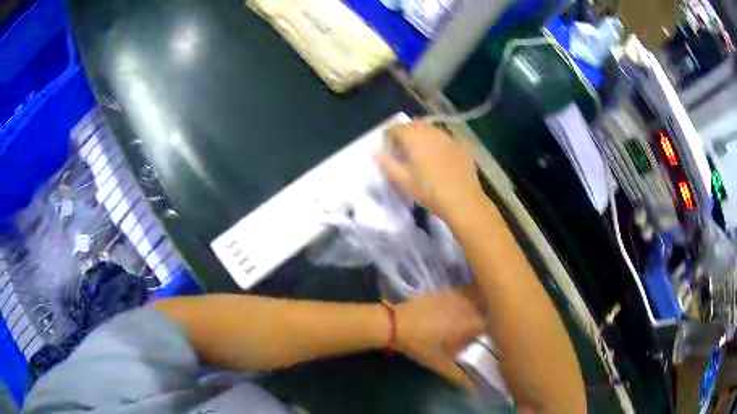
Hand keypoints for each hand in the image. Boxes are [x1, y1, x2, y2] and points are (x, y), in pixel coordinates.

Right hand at [379, 121, 484, 221]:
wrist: (462, 201)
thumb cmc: (429, 191)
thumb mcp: (404, 181)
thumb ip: (388, 165)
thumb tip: (377, 155)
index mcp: (414, 137)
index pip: (396, 128)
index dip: (390, 138)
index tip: (391, 152)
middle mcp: (431, 131)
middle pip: (414, 126)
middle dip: (407, 136)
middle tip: (406, 154)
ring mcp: (449, 137)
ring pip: (431, 131)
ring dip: (424, 139)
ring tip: (423, 157)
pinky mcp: (461, 146)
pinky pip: (445, 140)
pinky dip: (438, 146)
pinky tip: (441, 162)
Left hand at [393, 288, 485, 390]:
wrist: (395, 324)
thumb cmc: (420, 345)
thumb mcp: (440, 363)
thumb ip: (459, 376)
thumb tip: (474, 390)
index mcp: (470, 323)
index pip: (492, 324)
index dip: (495, 330)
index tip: (492, 338)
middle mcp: (468, 306)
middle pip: (487, 307)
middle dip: (489, 316)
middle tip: (482, 329)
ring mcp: (456, 295)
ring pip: (478, 296)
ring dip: (480, 304)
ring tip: (476, 316)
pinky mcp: (445, 290)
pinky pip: (464, 291)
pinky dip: (468, 296)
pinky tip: (461, 306)